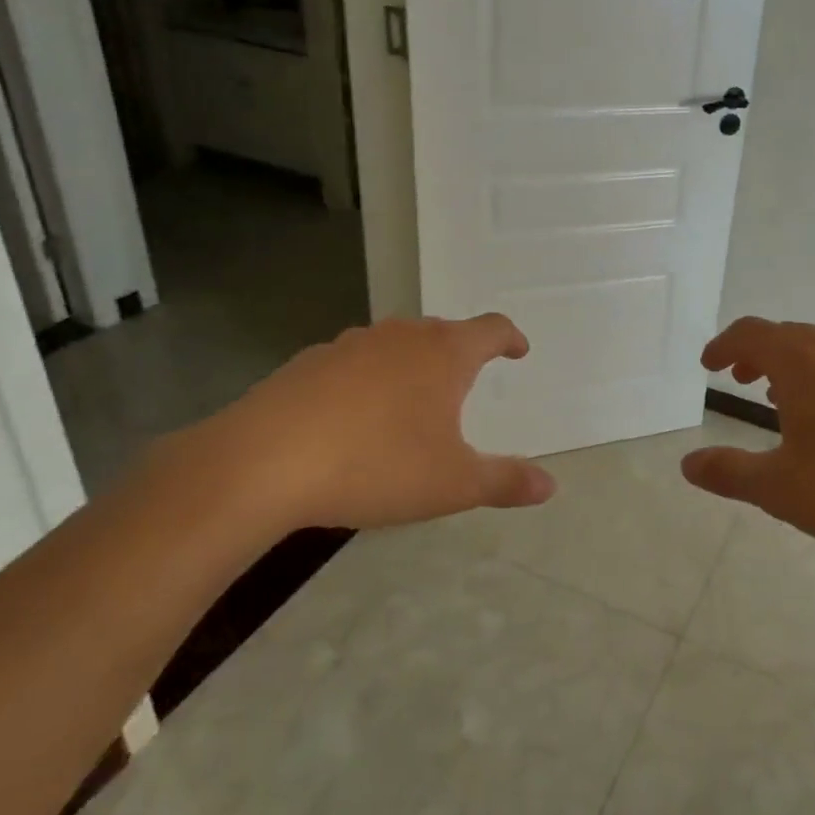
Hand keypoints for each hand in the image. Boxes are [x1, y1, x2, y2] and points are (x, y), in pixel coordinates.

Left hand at [165, 314, 556, 534]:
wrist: (265, 462)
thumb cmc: (377, 465)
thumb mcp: (453, 484)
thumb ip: (505, 481)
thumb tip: (550, 485)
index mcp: (444, 354)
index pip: (490, 329)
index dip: (509, 338)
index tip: (517, 351)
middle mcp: (401, 336)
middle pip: (442, 332)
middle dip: (459, 354)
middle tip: (465, 383)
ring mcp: (351, 345)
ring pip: (395, 345)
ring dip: (412, 365)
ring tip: (411, 402)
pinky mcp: (308, 363)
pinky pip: (353, 363)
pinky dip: (368, 380)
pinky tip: (354, 417)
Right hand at [681, 318, 814, 567]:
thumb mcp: (782, 490)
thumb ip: (729, 473)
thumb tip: (687, 464)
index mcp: (804, 362)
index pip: (752, 333)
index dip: (724, 345)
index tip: (710, 365)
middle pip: (790, 335)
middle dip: (759, 354)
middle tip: (742, 380)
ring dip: (797, 366)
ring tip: (786, 400)